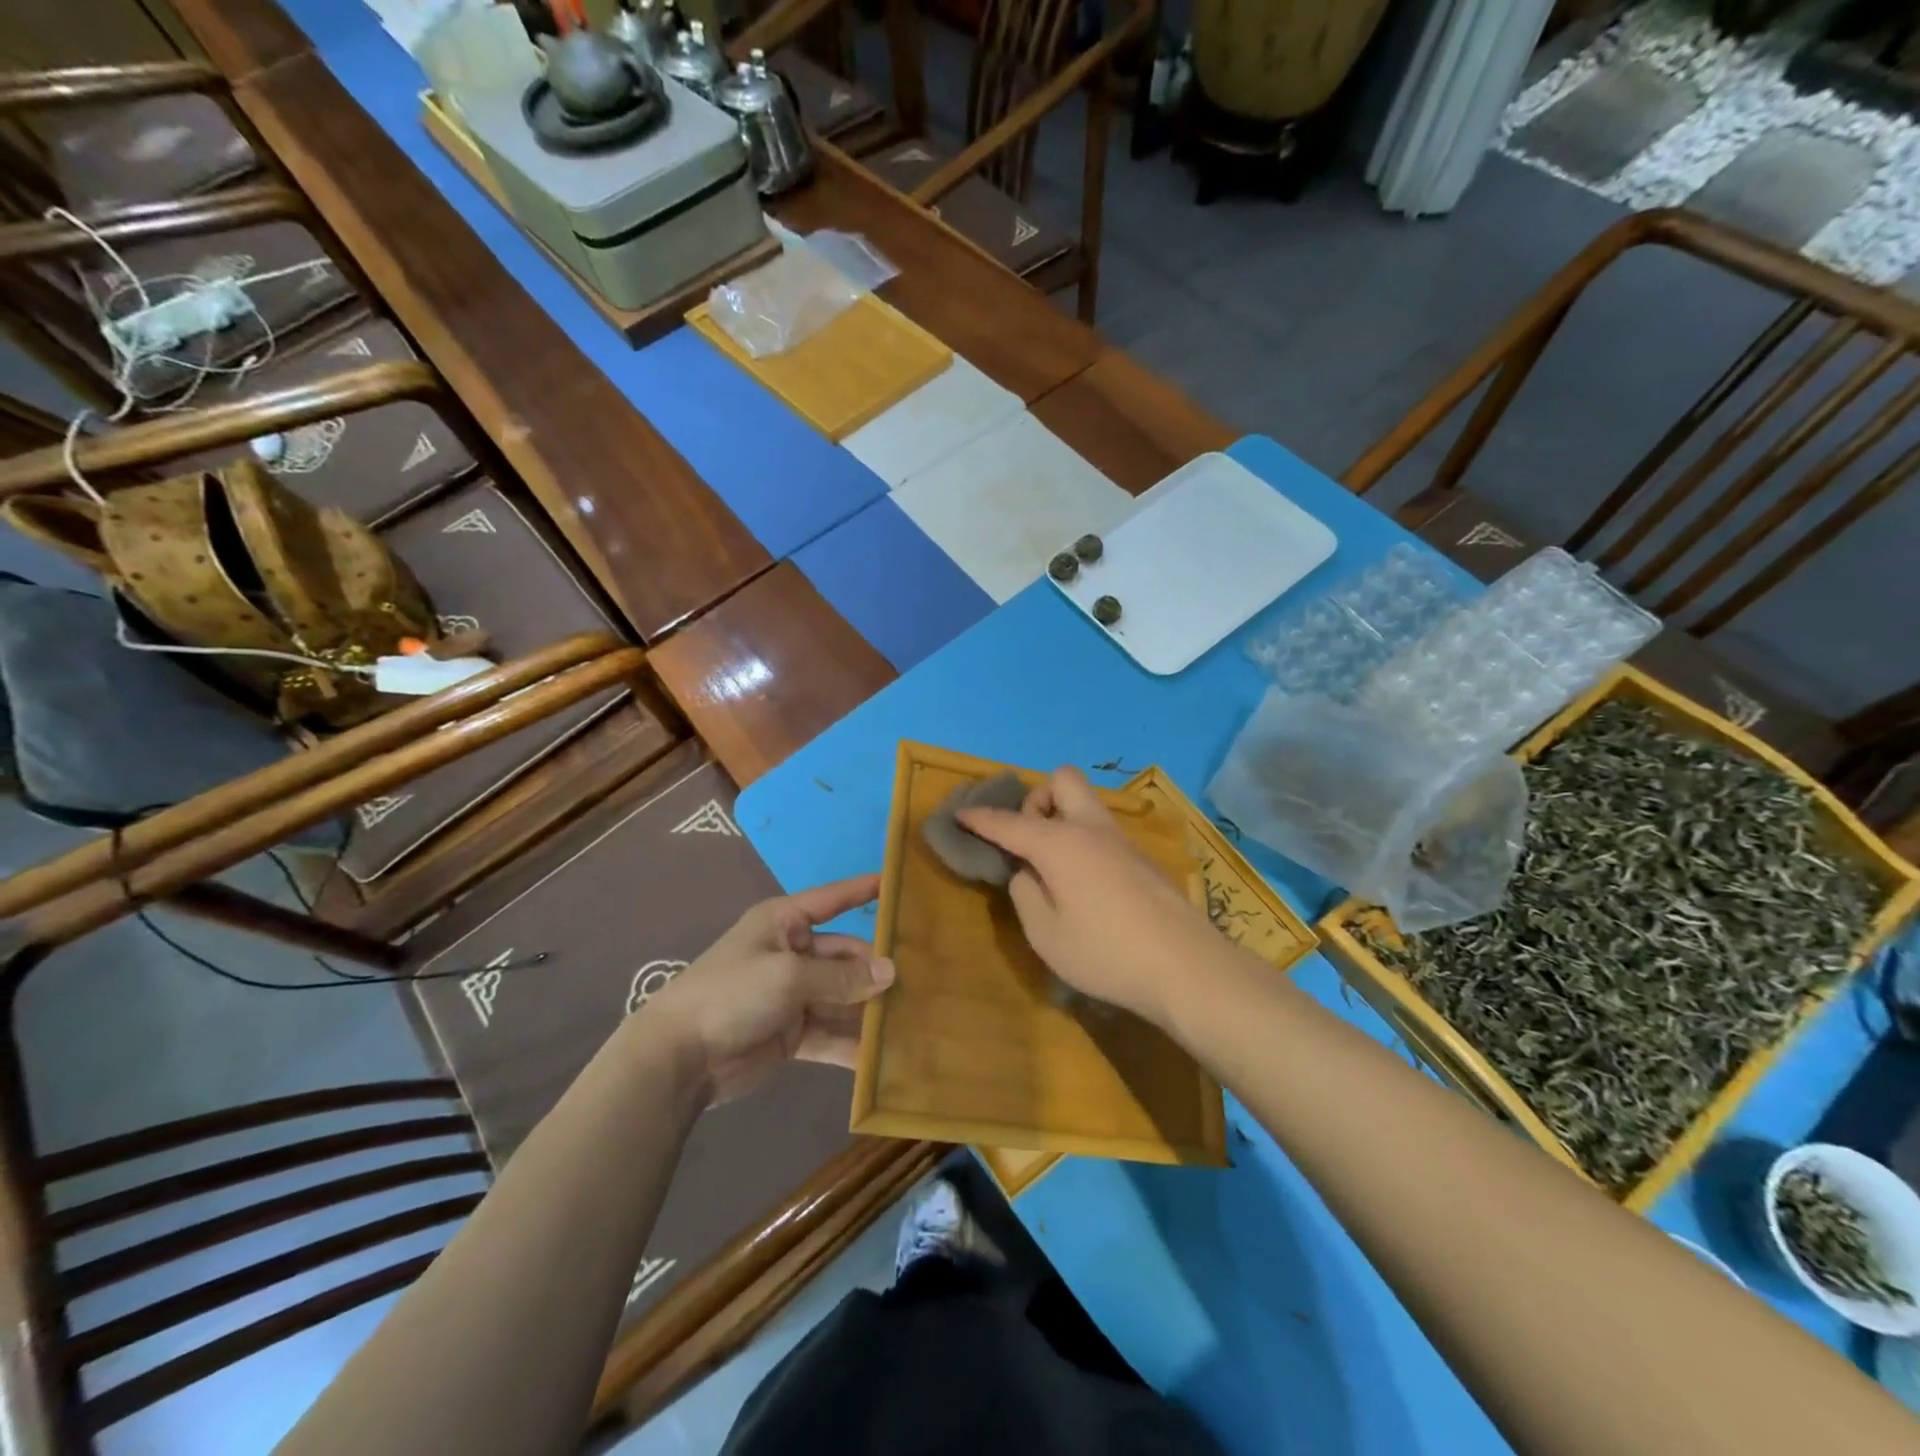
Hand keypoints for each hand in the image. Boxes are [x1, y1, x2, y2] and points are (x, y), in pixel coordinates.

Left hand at [644, 875, 893, 1105]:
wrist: (680, 1057)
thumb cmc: (733, 993)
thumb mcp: (789, 976)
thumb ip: (842, 977)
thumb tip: (892, 972)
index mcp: (785, 923)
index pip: (832, 899)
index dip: (862, 890)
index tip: (899, 884)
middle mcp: (792, 953)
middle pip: (845, 956)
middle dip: (877, 968)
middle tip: (924, 978)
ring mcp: (793, 995)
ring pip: (843, 996)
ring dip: (871, 1008)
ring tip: (916, 1016)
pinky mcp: (792, 1034)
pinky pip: (831, 1034)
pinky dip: (853, 1044)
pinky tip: (885, 1057)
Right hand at [959, 768, 1231, 1027]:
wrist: (1186, 966)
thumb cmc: (1105, 953)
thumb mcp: (1046, 934)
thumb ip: (1025, 893)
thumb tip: (1028, 871)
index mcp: (1059, 843)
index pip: (1008, 822)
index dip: (980, 818)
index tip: (959, 814)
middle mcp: (1090, 829)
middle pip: (1062, 781)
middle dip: (1037, 799)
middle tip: (1028, 840)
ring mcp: (1121, 841)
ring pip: (1085, 803)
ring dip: (1061, 818)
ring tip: (1051, 865)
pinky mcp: (1141, 859)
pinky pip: (1101, 830)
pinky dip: (1082, 839)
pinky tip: (1083, 882)